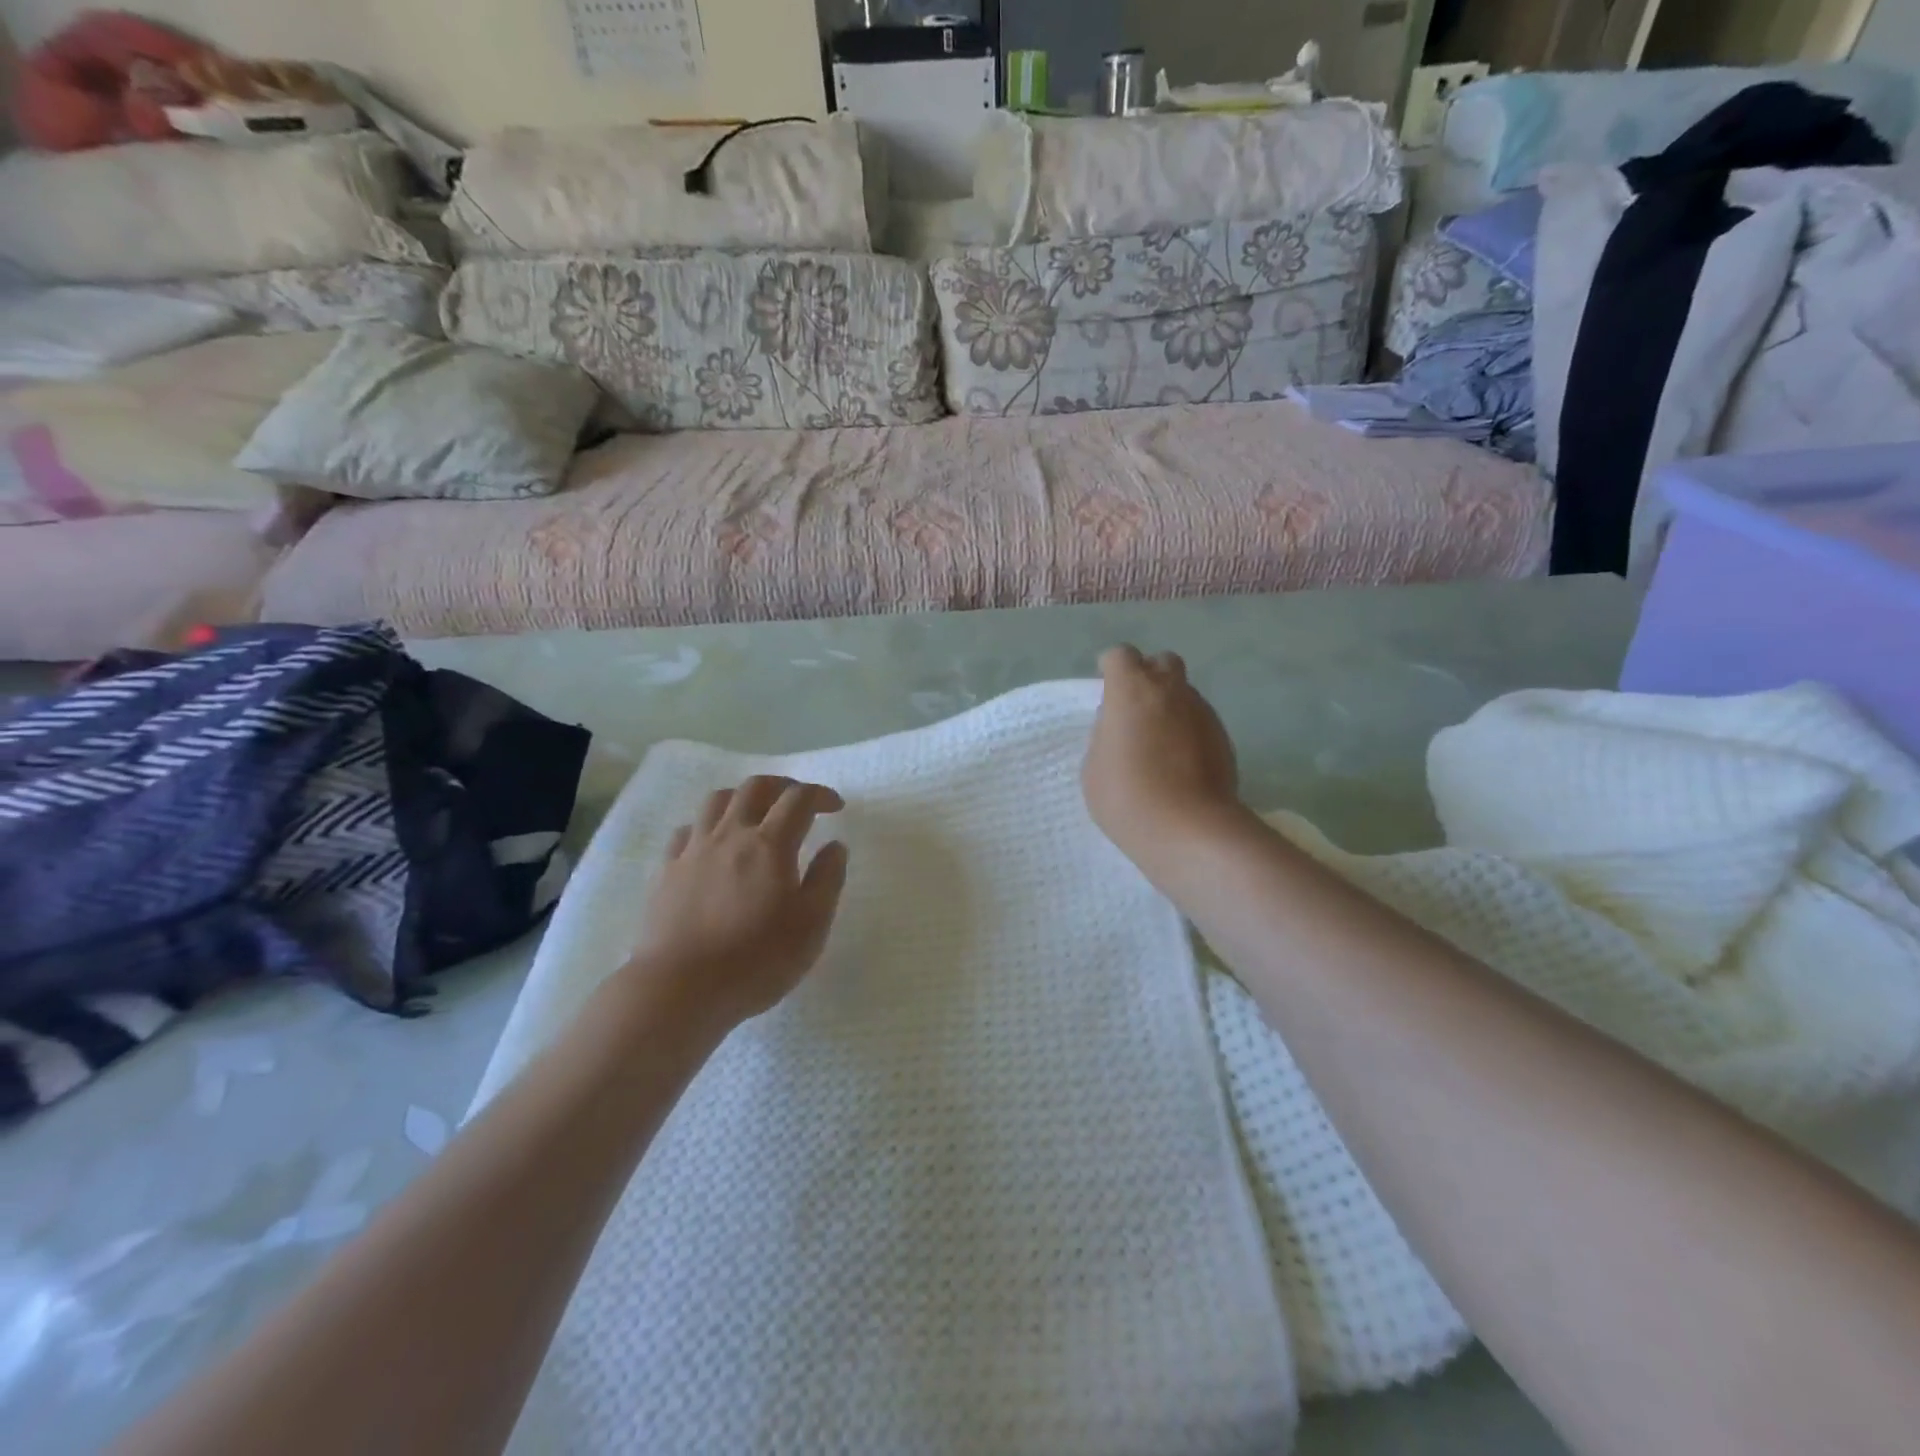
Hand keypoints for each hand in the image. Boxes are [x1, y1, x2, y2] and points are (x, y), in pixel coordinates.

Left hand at [627, 776, 849, 1025]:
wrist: (680, 988)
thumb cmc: (757, 960)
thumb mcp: (812, 925)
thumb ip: (827, 879)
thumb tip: (835, 846)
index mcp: (770, 844)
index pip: (798, 800)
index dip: (820, 795)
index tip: (835, 807)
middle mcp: (731, 835)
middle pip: (754, 788)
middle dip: (782, 785)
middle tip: (798, 800)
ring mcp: (694, 850)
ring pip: (716, 801)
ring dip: (741, 797)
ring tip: (755, 813)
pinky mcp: (666, 871)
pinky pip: (686, 831)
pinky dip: (706, 826)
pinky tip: (712, 843)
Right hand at [1084, 646, 1242, 869]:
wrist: (1188, 830)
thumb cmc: (1127, 797)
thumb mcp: (1094, 767)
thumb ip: (1105, 735)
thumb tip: (1120, 727)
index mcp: (1132, 690)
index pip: (1120, 656)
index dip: (1111, 668)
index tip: (1106, 688)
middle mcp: (1171, 691)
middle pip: (1163, 662)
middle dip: (1149, 676)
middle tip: (1136, 709)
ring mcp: (1203, 713)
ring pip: (1185, 693)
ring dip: (1170, 706)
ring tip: (1158, 744)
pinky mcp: (1224, 738)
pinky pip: (1200, 722)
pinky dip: (1188, 732)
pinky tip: (1180, 764)